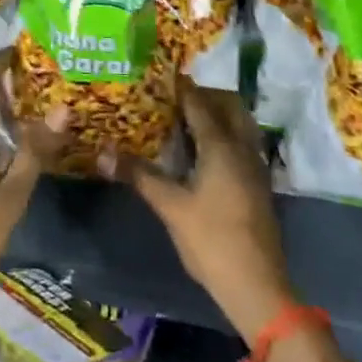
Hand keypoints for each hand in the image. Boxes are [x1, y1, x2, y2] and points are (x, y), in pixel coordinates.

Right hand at [106, 80, 294, 343]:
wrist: (258, 286)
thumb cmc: (212, 241)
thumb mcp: (170, 207)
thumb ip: (139, 175)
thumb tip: (103, 153)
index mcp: (221, 145)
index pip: (199, 103)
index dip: (180, 86)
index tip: (159, 75)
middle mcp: (242, 147)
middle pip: (228, 104)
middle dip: (204, 94)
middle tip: (174, 98)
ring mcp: (255, 165)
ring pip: (240, 122)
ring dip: (218, 112)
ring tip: (186, 120)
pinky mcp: (258, 183)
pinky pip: (243, 141)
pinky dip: (225, 132)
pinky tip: (203, 151)